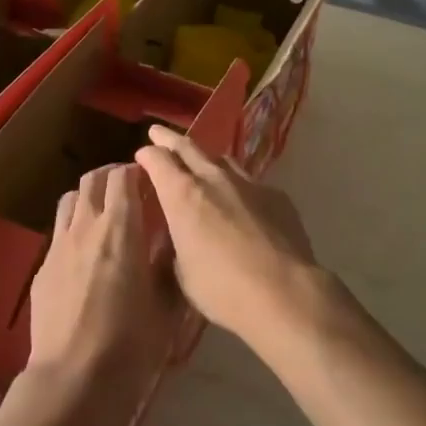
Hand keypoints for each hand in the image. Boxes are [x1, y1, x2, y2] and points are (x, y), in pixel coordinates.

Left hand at [26, 164, 176, 403]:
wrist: (72, 382)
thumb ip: (169, 267)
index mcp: (121, 230)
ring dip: (88, 197)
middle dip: (111, 176)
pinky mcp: (42, 269)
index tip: (149, 178)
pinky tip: (84, 252)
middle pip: (92, 180)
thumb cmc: (130, 346)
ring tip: (103, 213)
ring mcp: (59, 247)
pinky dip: (74, 227)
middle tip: (128, 188)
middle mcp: (86, 227)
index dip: (136, 170)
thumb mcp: (166, 308)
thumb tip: (172, 242)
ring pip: (70, 200)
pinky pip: (59, 232)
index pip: (123, 177)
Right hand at [133, 127, 320, 342]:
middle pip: (188, 146)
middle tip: (158, 133)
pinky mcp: (276, 194)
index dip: (147, 155)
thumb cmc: (222, 289)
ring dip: (206, 159)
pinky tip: (241, 202)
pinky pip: (250, 182)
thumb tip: (179, 237)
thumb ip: (176, 245)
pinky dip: (237, 186)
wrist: (283, 292)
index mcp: (182, 195)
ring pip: (221, 159)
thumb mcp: (182, 273)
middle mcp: (213, 179)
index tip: (142, 155)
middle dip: (169, 139)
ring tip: (201, 164)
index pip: (158, 160)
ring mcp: (248, 183)